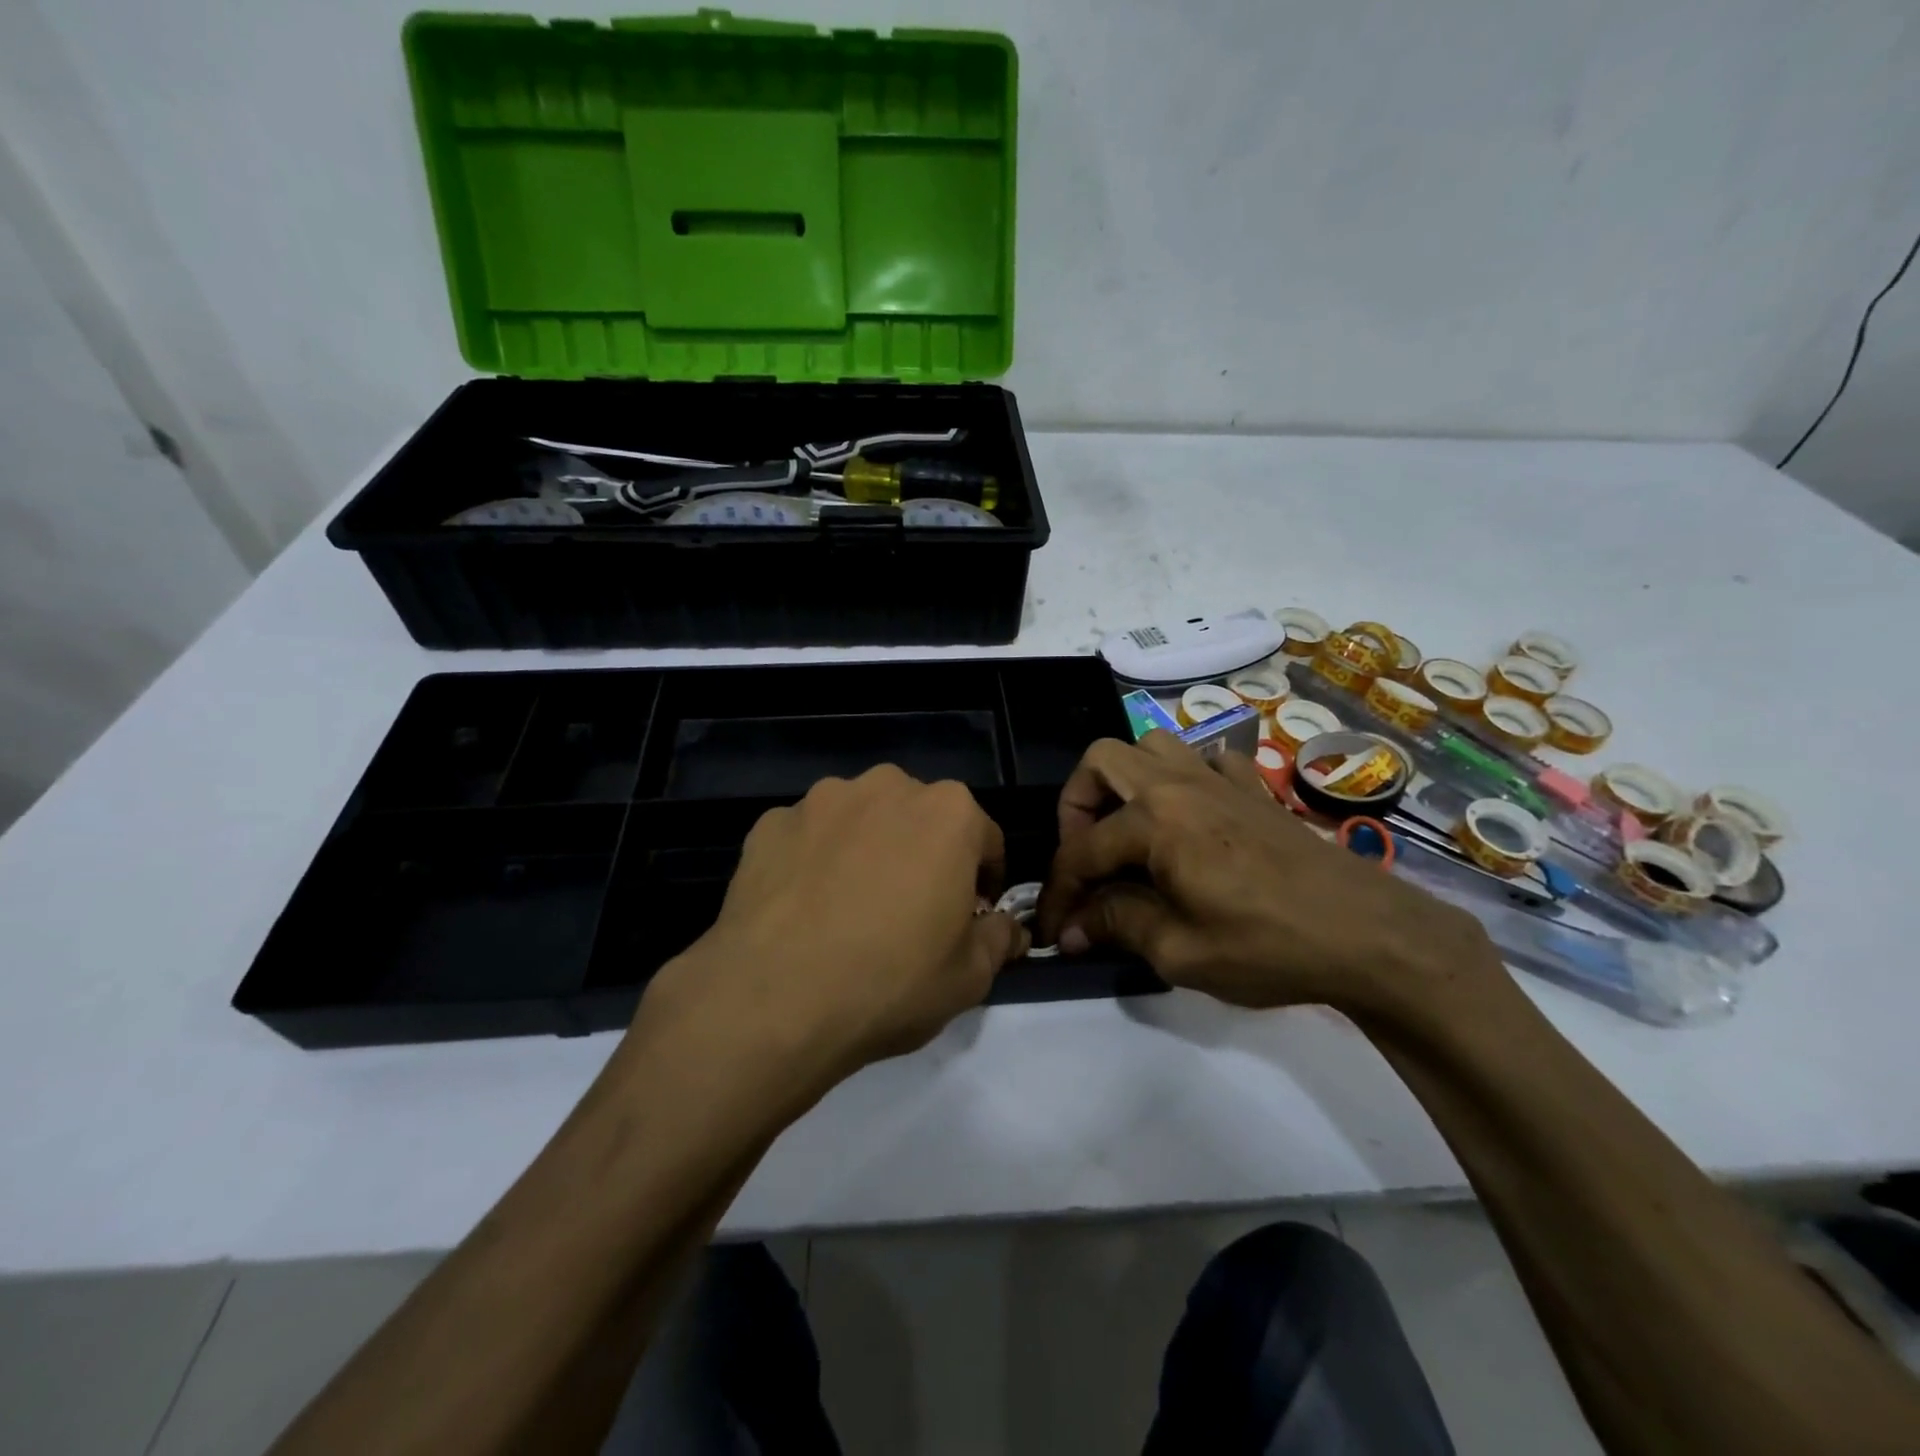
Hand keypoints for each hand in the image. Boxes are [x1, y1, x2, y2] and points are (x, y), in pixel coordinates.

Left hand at [637, 765, 1026, 1099]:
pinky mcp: (771, 822)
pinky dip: (815, 860)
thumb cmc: (891, 982)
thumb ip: (998, 940)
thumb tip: (1007, 928)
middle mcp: (887, 787)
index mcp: (948, 812)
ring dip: (868, 849)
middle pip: (921, 819)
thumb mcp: (970, 977)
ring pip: (861, 820)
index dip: (984, 880)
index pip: (985, 839)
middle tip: (910, 912)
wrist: (772, 1000)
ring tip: (850, 907)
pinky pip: (809, 837)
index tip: (971, 916)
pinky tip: (805, 907)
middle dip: (924, 855)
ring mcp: (822, 800)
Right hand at [1034, 732, 1499, 1018]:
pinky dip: (1186, 780)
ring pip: (1152, 746)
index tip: (1053, 931)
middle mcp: (1179, 784)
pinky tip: (1193, 819)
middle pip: (1102, 761)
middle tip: (1086, 856)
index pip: (1082, 850)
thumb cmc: (1269, 946)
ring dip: (1127, 781)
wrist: (1371, 936)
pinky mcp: (1255, 790)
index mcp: (1155, 820)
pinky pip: (1208, 761)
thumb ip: (1117, 926)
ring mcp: (1221, 780)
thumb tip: (1073, 928)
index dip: (1059, 892)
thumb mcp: (1180, 951)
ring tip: (1130, 831)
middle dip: (1077, 806)